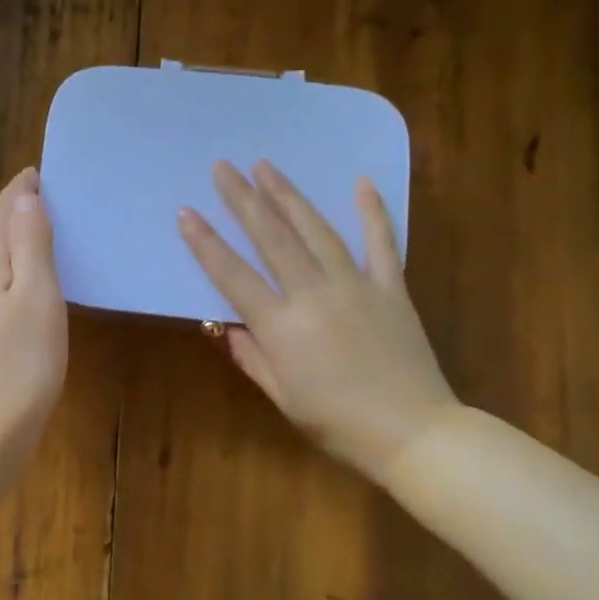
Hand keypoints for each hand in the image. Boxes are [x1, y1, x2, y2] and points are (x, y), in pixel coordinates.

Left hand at [0, 167, 67, 458]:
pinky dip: (9, 278)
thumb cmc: (19, 361)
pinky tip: (24, 292)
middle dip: (13, 215)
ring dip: (11, 246)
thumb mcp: (36, 295)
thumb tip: (24, 199)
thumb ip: (30, 244)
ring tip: (39, 238)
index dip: (18, 192)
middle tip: (44, 200)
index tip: (36, 173)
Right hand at [178, 160, 456, 480]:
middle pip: (272, 238)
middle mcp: (313, 294)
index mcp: (281, 326)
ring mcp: (355, 285)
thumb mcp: (282, 397)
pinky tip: (361, 182)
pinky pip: (381, 242)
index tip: (186, 212)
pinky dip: (372, 211)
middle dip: (244, 199)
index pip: (233, 276)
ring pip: (317, 230)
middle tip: (224, 167)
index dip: (206, 243)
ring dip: (289, 196)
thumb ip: (252, 356)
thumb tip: (227, 326)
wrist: (412, 432)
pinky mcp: (391, 287)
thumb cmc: (337, 423)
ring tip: (267, 167)